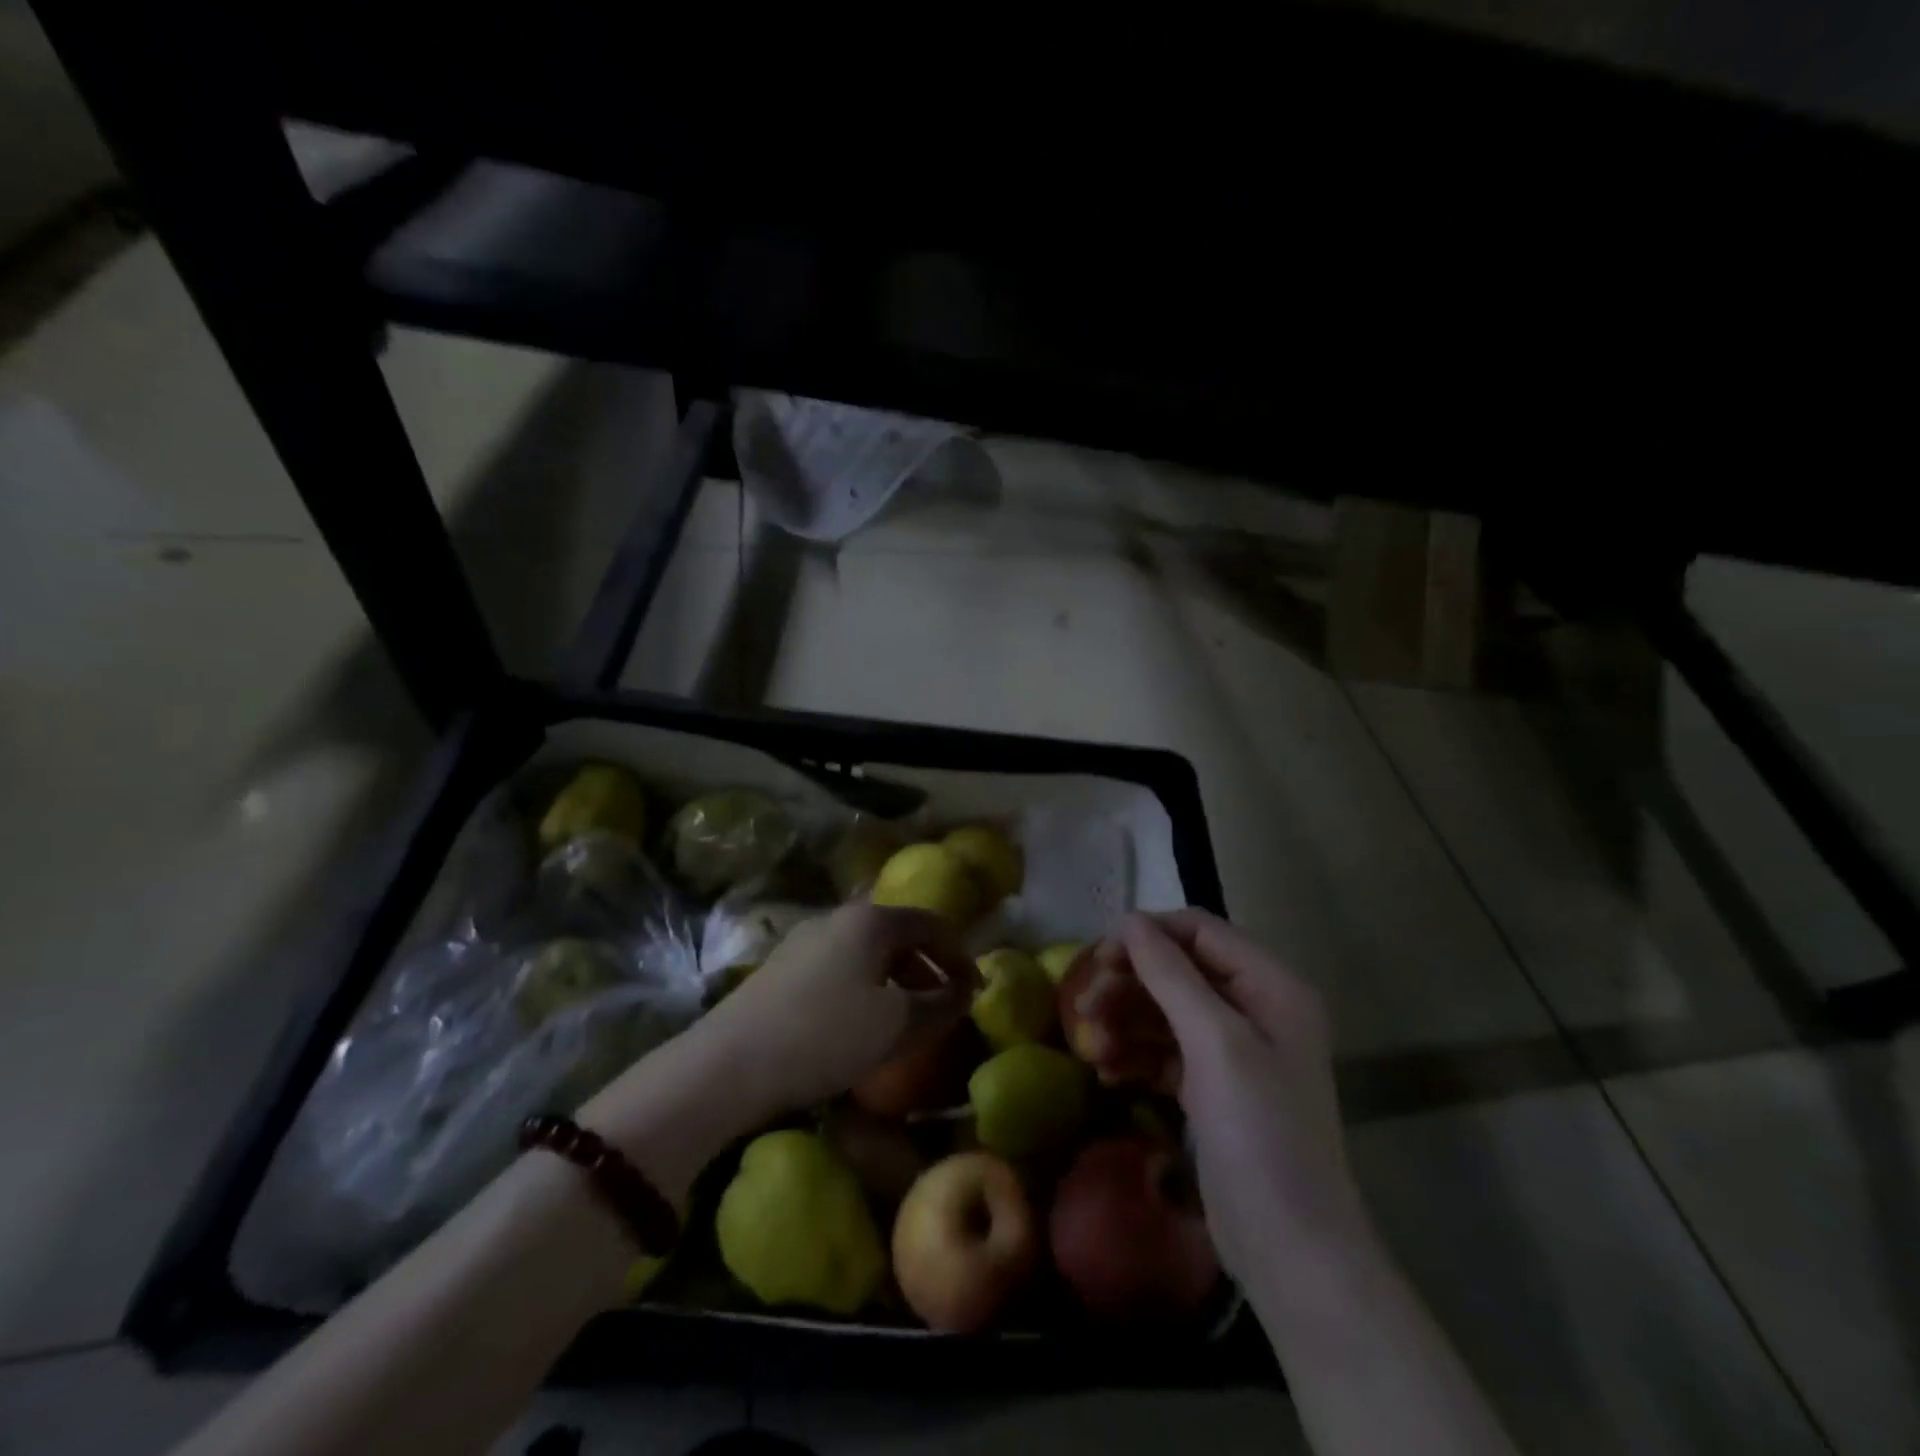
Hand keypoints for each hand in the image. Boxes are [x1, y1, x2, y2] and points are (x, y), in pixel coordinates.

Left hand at [691, 900, 976, 1114]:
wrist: (729, 1064)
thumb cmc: (826, 1035)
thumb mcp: (898, 1025)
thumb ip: (941, 1005)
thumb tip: (963, 992)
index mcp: (872, 920)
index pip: (932, 923)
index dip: (960, 955)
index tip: (974, 991)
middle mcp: (839, 917)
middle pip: (898, 934)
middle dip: (928, 969)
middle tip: (944, 1007)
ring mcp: (805, 940)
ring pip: (867, 952)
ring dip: (896, 981)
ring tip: (905, 1020)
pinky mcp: (782, 967)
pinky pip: (840, 968)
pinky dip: (865, 988)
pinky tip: (859, 1025)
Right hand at [1119, 910, 1364, 1284]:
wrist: (1291, 1251)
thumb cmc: (1260, 1134)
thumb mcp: (1215, 1044)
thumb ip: (1171, 975)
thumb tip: (1129, 920)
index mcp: (1270, 986)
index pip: (1200, 931)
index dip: (1148, 935)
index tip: (1099, 956)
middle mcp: (1255, 1008)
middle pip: (1178, 970)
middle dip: (1130, 983)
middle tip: (1085, 1005)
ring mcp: (1233, 1051)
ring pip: (1165, 1011)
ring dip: (1125, 1021)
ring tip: (1091, 1046)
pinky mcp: (1212, 1087)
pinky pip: (1164, 1051)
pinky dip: (1135, 1055)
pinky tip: (1107, 1072)